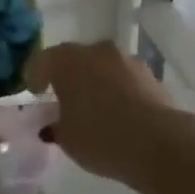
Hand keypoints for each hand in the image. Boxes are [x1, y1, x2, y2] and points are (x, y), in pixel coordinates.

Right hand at [25, 41, 173, 186]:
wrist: (159, 142)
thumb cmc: (100, 137)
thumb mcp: (66, 139)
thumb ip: (55, 126)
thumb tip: (53, 123)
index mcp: (67, 60)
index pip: (42, 60)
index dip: (34, 75)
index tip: (34, 92)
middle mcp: (96, 51)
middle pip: (74, 59)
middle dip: (67, 77)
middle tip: (63, 99)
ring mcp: (127, 60)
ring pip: (102, 67)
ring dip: (95, 81)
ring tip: (94, 108)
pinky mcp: (150, 75)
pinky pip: (123, 79)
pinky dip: (117, 90)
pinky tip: (118, 112)